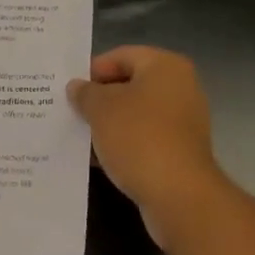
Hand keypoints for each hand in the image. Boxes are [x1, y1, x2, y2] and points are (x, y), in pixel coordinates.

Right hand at [69, 46, 226, 244]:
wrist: (180, 197)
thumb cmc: (139, 138)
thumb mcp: (101, 109)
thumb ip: (85, 93)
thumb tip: (77, 87)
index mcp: (165, 66)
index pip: (121, 56)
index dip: (93, 70)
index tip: (70, 90)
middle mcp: (180, 88)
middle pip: (130, 85)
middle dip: (100, 99)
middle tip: (71, 111)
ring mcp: (184, 122)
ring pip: (136, 115)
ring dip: (109, 124)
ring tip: (80, 135)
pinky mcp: (181, 153)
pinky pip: (145, 139)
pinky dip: (124, 145)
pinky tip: (99, 159)